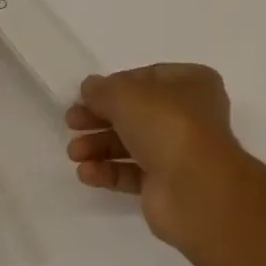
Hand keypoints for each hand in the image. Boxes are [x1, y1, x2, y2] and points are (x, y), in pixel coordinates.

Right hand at [67, 64, 242, 244]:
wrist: (195, 188)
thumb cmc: (167, 124)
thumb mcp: (128, 95)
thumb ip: (104, 90)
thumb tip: (89, 86)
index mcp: (192, 82)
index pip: (148, 78)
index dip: (115, 85)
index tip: (85, 96)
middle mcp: (189, 113)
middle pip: (137, 111)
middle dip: (102, 117)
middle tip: (71, 123)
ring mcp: (179, 150)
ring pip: (133, 142)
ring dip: (101, 145)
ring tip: (73, 152)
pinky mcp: (166, 184)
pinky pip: (133, 172)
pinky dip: (109, 171)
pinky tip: (85, 173)